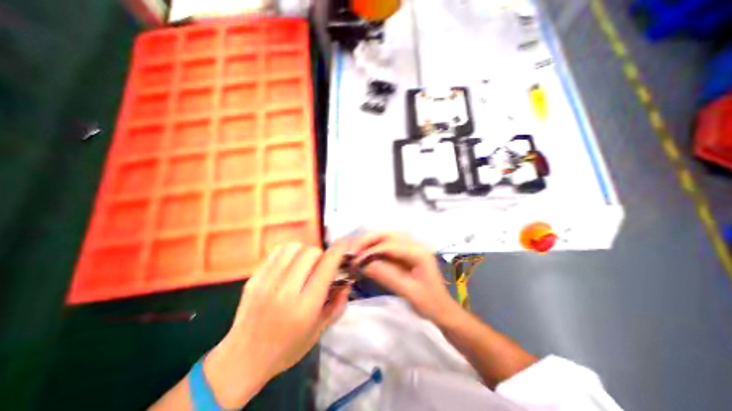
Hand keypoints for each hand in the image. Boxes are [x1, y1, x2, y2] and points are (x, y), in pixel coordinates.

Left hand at [200, 242, 347, 405]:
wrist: (243, 359)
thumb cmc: (287, 348)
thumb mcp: (319, 331)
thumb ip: (337, 304)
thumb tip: (347, 281)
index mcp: (305, 306)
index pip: (326, 266)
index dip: (338, 251)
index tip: (344, 247)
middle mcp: (286, 290)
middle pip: (311, 252)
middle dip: (322, 255)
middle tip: (320, 266)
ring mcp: (267, 282)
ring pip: (294, 247)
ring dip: (305, 251)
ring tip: (305, 264)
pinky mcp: (254, 278)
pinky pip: (277, 252)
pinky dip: (289, 252)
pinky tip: (290, 264)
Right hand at [353, 233, 456, 326]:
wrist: (442, 310)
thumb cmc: (429, 303)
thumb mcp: (409, 292)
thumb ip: (387, 276)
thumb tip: (364, 265)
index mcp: (419, 253)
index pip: (391, 245)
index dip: (372, 250)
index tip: (356, 259)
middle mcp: (415, 246)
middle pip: (389, 235)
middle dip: (370, 240)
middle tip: (354, 249)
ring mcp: (411, 249)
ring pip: (388, 238)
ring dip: (371, 242)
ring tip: (357, 250)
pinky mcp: (406, 255)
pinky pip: (388, 247)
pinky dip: (375, 249)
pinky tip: (367, 255)